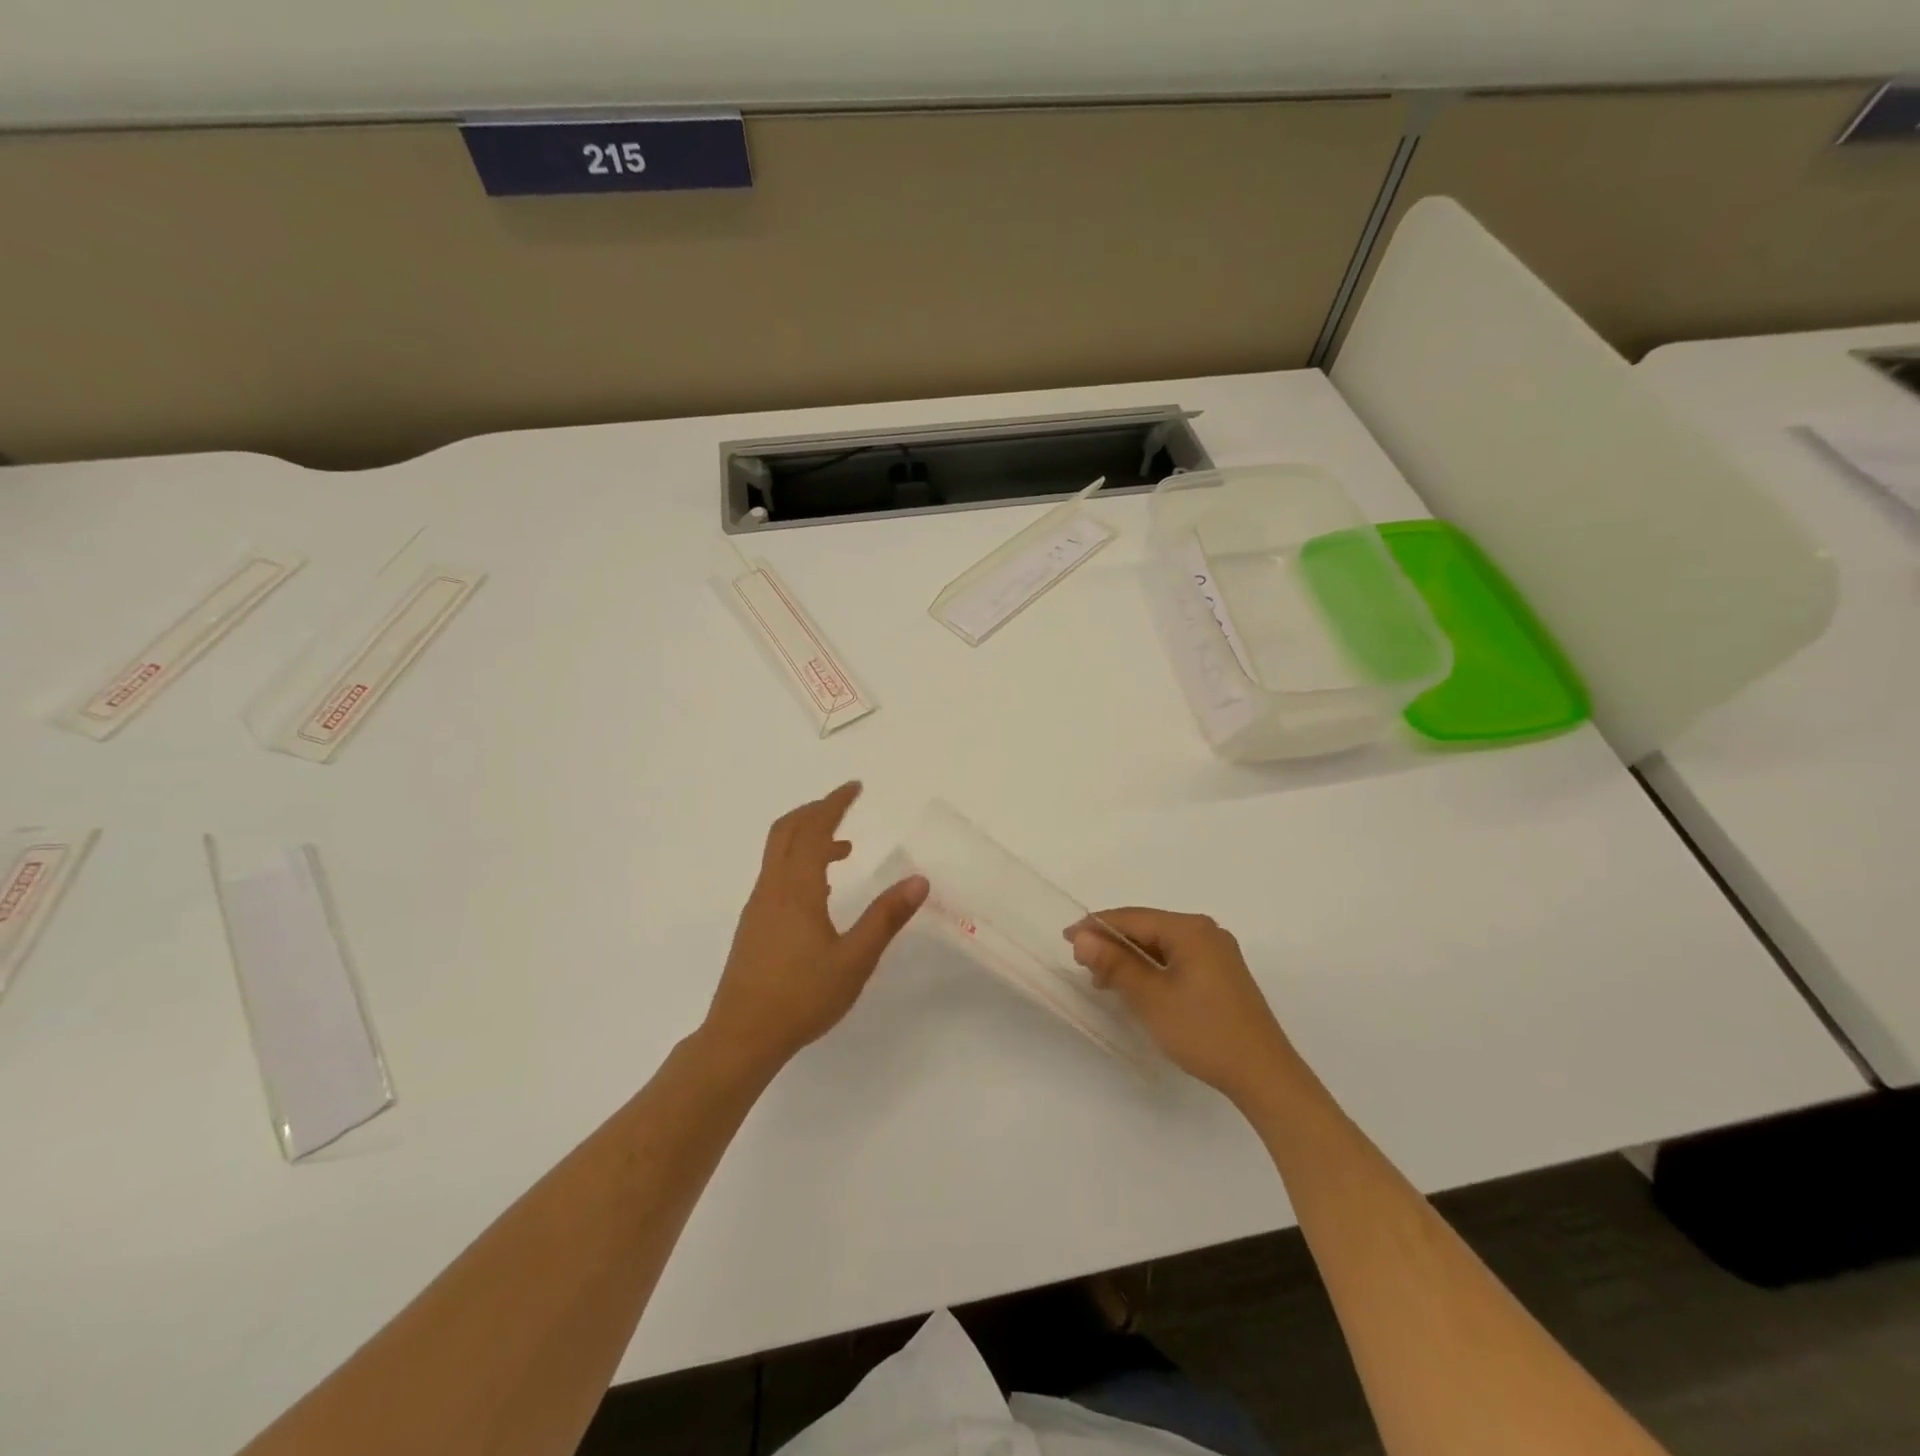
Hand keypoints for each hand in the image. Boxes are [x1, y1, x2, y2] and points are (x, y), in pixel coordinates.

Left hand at [702, 782, 927, 1075]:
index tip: (855, 787)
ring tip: (843, 849)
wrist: (741, 1037)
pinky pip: (776, 874)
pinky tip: (820, 891)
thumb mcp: (854, 960)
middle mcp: (772, 888)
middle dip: (815, 810)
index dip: (834, 804)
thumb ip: (886, 918)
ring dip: (807, 837)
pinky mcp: (753, 925)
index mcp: (797, 889)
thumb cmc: (801, 997)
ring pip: (778, 853)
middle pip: (786, 830)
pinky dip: (798, 861)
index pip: (815, 830)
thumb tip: (919, 881)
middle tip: (844, 804)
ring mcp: (758, 906)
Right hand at [1070, 908, 1301, 1104]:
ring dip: (1131, 958)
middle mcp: (1206, 932)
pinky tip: (1136, 987)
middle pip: (1147, 928)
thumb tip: (1081, 938)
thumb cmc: (1204, 1032)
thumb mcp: (1151, 998)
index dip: (1096, 926)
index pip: (1132, 918)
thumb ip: (1115, 964)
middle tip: (1083, 964)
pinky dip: (1152, 968)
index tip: (1066, 939)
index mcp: (1191, 929)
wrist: (1264, 1076)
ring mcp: (1217, 953)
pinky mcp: (1221, 974)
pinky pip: (1176, 959)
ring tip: (1103, 980)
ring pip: (1161, 945)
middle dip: (1113, 943)